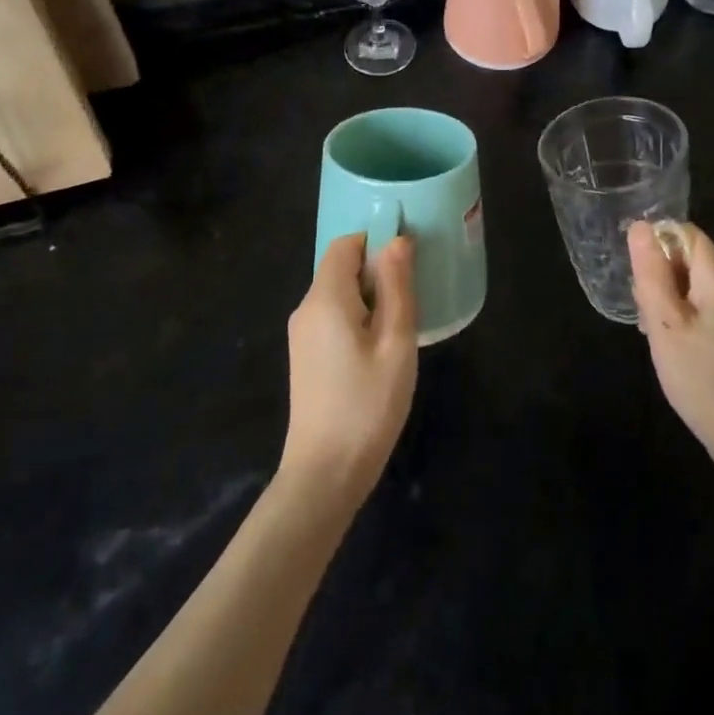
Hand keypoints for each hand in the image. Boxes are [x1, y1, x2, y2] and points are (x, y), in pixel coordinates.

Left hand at [279, 233, 418, 509]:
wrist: (325, 474)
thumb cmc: (367, 404)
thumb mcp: (395, 342)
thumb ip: (396, 287)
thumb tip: (397, 241)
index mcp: (325, 298)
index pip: (345, 244)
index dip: (376, 243)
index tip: (407, 265)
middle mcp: (306, 308)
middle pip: (341, 268)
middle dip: (377, 273)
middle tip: (411, 301)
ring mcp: (302, 335)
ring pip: (339, 294)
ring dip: (370, 298)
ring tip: (400, 328)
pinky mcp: (305, 357)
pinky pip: (333, 317)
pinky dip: (358, 318)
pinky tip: (379, 350)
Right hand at [629, 221, 713, 508]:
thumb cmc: (706, 381)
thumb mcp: (666, 326)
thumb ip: (651, 273)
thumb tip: (640, 226)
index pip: (683, 233)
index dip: (654, 245)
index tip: (636, 278)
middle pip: (689, 257)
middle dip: (659, 275)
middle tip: (644, 313)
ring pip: (694, 284)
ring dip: (668, 299)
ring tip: (654, 334)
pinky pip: (705, 306)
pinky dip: (684, 317)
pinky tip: (673, 346)